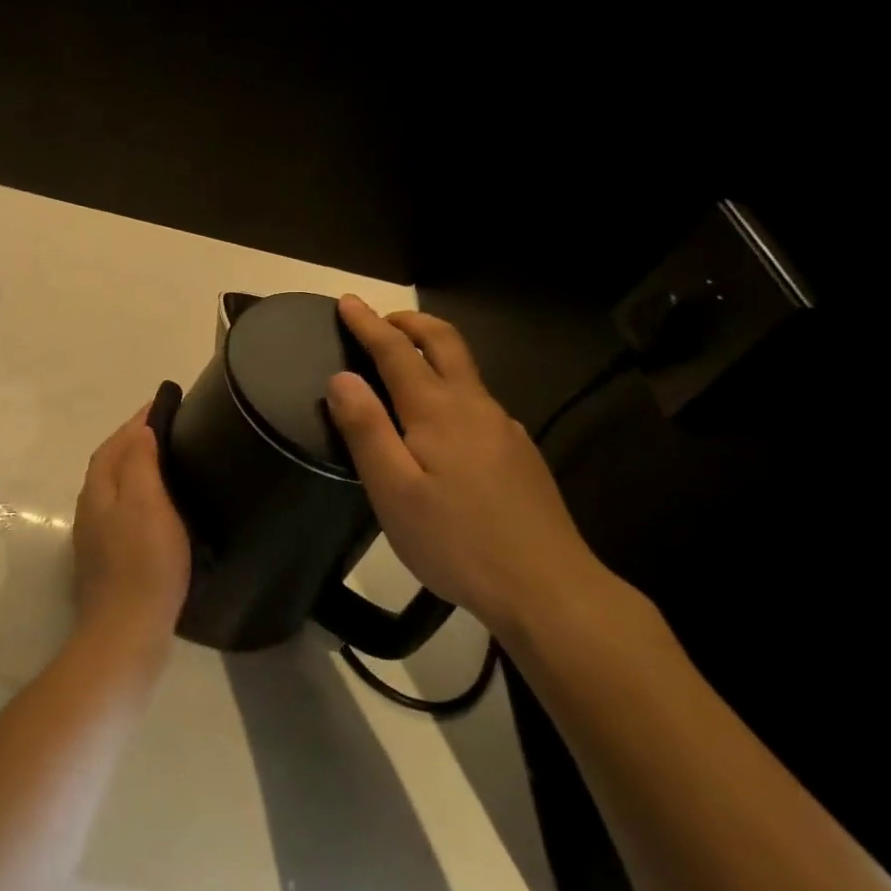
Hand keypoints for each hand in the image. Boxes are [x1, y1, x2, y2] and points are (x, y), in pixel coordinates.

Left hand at [71, 404, 191, 641]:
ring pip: (116, 489)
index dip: (135, 423)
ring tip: (168, 461)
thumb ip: (140, 462)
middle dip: (134, 442)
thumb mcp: (146, 503)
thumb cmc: (143, 562)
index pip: (114, 444)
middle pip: (111, 464)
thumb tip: (139, 429)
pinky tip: (160, 507)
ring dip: (136, 468)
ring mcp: (98, 537)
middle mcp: (91, 508)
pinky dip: (140, 497)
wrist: (127, 631)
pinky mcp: (110, 560)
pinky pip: (124, 512)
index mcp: (98, 490)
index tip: (161, 404)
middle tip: (168, 429)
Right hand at [325, 295, 612, 641]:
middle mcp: (475, 406)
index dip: (368, 324)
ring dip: (432, 352)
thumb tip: (341, 378)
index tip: (347, 301)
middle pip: (445, 343)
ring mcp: (504, 429)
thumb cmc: (456, 541)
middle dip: (410, 323)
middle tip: (381, 319)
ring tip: (404, 368)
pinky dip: (451, 388)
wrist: (549, 588)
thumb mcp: (393, 491)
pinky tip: (442, 426)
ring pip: (466, 372)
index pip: (396, 351)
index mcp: (437, 411)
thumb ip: (366, 429)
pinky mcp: (520, 454)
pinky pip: (478, 403)